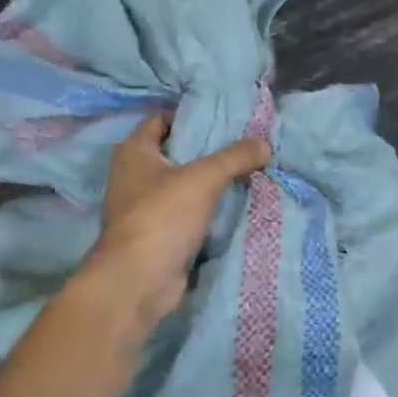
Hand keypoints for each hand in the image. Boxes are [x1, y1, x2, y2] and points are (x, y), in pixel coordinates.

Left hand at [85, 112, 269, 326]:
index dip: (189, 116)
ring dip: (207, 182)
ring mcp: (143, 208)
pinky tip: (233, 206)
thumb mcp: (204, 178)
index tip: (222, 118)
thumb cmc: (163, 216)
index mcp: (134, 152)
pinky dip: (205, 210)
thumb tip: (265, 143)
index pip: (160, 120)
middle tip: (242, 144)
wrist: (139, 280)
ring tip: (245, 172)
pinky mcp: (157, 235)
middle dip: (205, 150)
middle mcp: (132, 176)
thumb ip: (235, 157)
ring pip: (182, 185)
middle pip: (174, 153)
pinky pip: (186, 213)